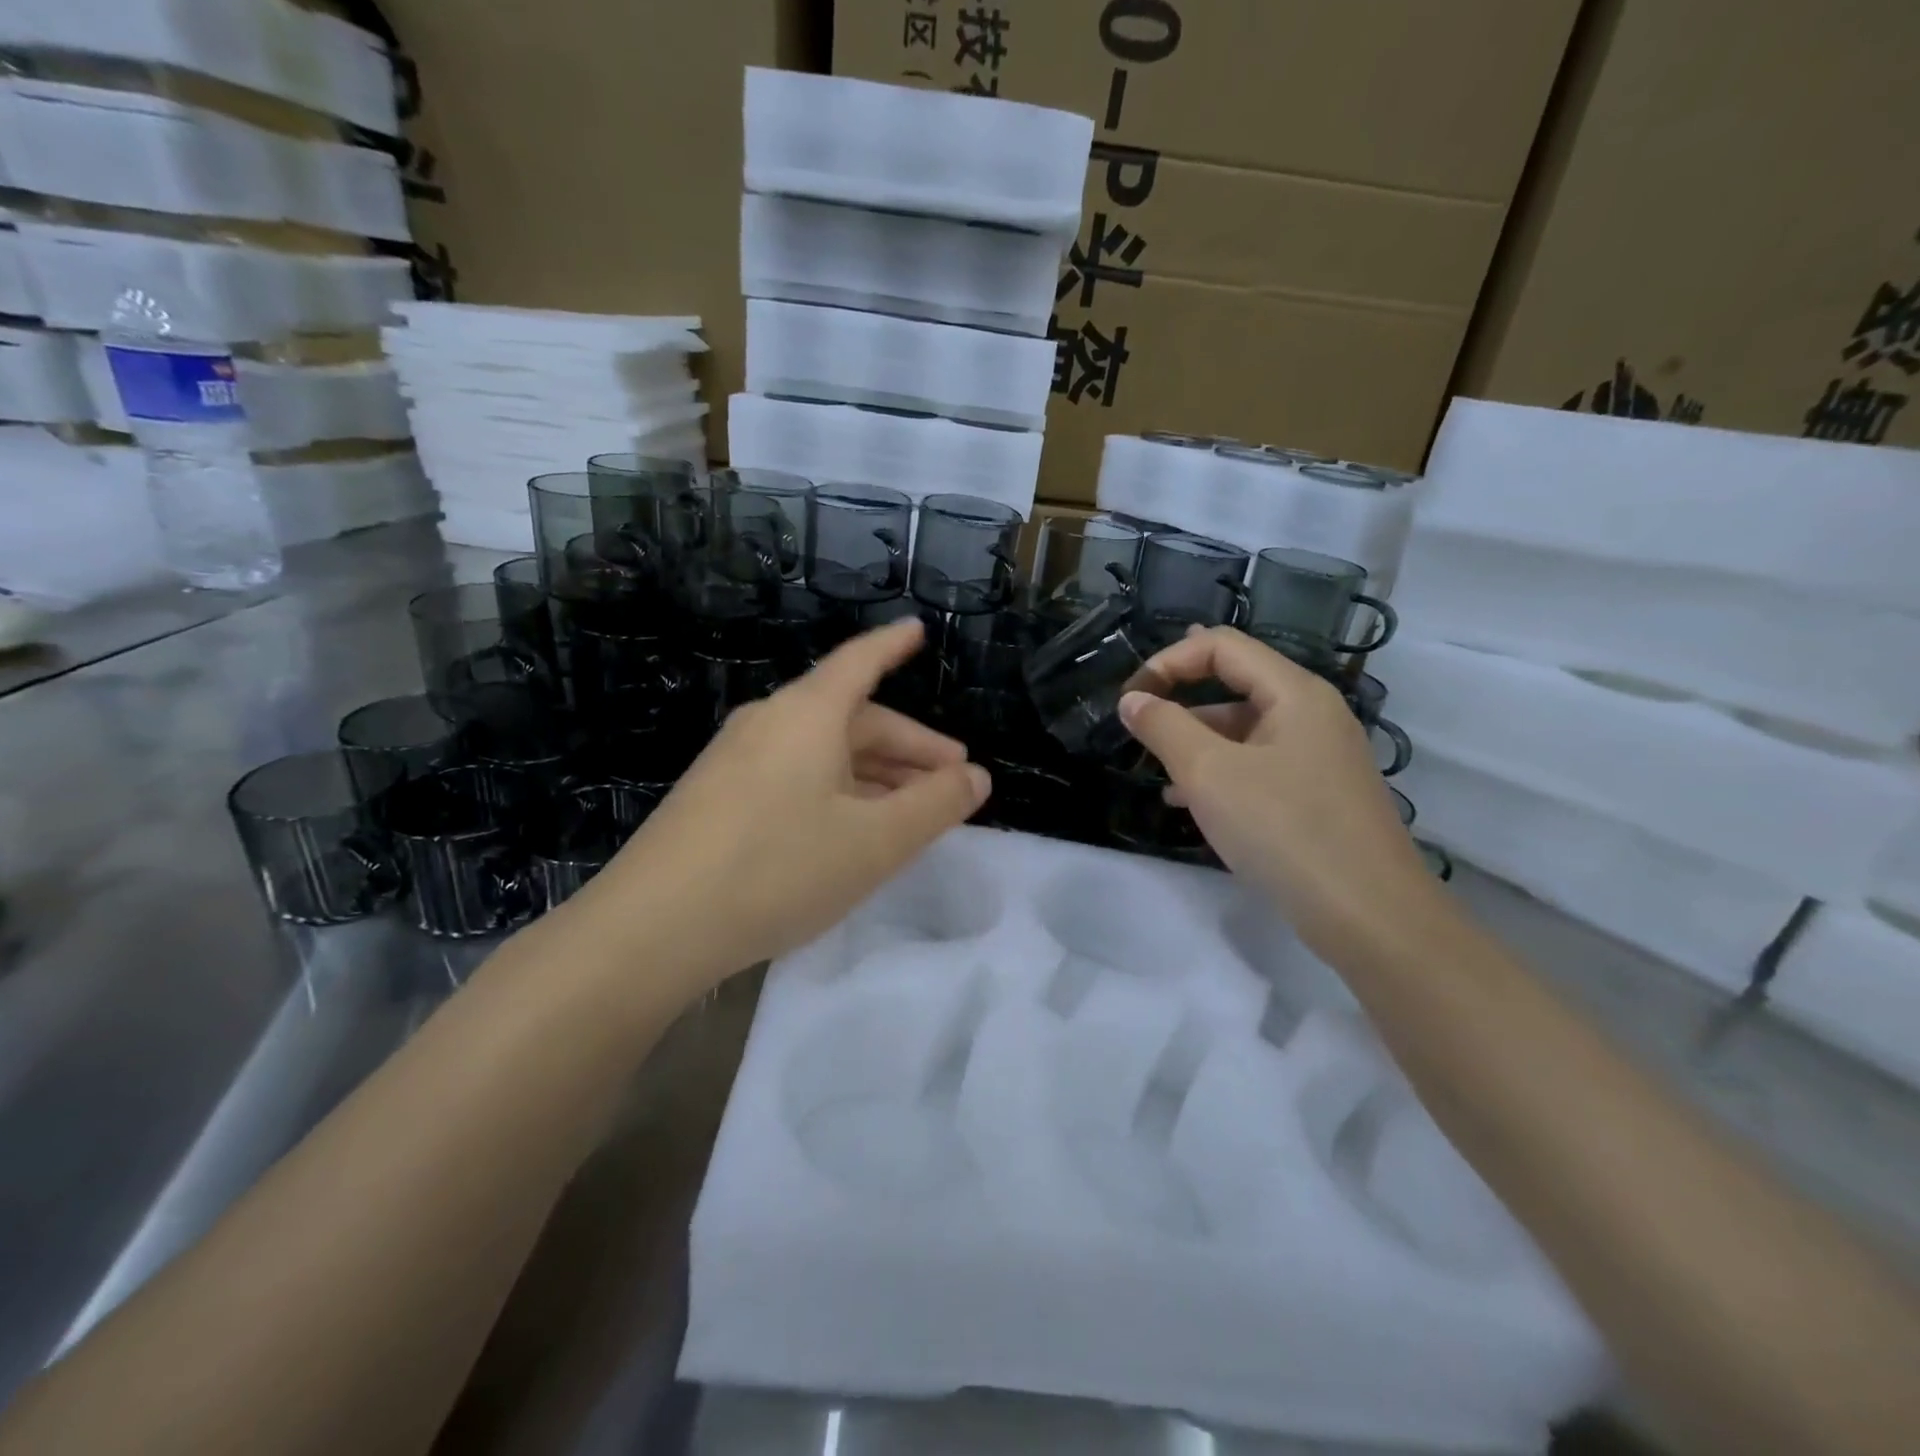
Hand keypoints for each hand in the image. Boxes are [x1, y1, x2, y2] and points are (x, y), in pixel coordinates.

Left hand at [563, 621, 990, 1000]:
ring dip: (874, 775)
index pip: (861, 661)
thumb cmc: (778, 868)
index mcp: (807, 714)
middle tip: (950, 782)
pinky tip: (849, 831)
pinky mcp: (717, 796)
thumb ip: (935, 806)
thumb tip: (976, 777)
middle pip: (852, 719)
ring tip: (909, 814)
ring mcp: (736, 760)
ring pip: (823, 753)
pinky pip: (794, 776)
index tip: (918, 631)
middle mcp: (769, 722)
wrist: (653, 928)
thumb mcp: (875, 842)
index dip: (894, 645)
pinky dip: (836, 792)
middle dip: (907, 748)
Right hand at [1119, 627, 1433, 948]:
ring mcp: (1320, 755)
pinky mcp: (1319, 794)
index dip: (1168, 661)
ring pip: (1245, 730)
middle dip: (1181, 703)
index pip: (1221, 646)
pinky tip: (1193, 804)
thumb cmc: (1284, 830)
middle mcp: (1312, 713)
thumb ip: (1164, 727)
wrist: (1370, 916)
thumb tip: (1133, 700)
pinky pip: (1259, 765)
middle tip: (1140, 732)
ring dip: (1197, 743)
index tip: (1130, 700)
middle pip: (1235, 683)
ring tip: (1161, 776)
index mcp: (1294, 692)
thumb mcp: (1209, 774)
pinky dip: (1221, 773)